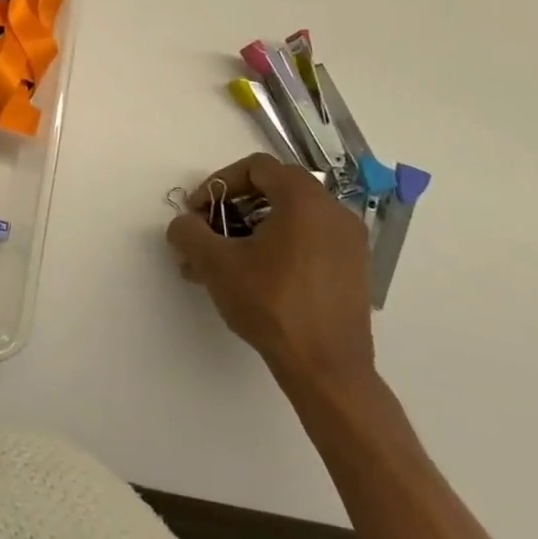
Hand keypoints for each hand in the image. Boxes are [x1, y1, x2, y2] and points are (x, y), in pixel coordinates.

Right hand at [167, 153, 375, 395]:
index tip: (198, 211)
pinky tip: (252, 278)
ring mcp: (349, 242)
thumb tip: (183, 224)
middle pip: (273, 189)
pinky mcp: (353, 270)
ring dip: (251, 229)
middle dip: (232, 207)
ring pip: (290, 218)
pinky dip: (277, 246)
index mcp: (304, 199)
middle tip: (208, 232)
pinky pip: (308, 240)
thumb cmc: (272, 305)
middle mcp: (333, 212)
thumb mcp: (216, 264)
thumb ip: (190, 232)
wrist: (328, 370)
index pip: (256, 168)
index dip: (218, 183)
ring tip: (222, 262)